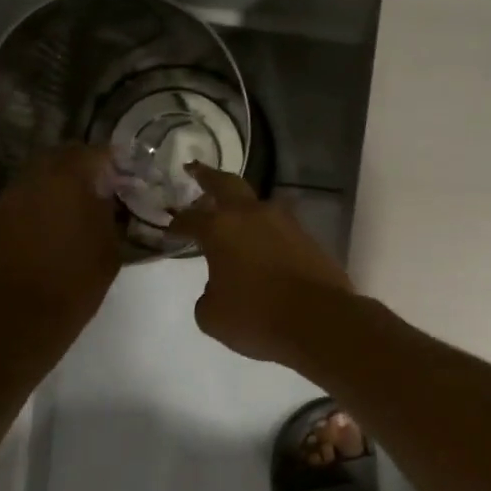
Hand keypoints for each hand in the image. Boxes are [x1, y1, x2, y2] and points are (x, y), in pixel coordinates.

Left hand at [0, 145, 122, 361]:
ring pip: (27, 186)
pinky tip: (34, 244)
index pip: (91, 153)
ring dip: (46, 194)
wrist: (19, 326)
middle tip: (93, 191)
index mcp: (64, 182)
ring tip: (62, 219)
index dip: (109, 162)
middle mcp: (27, 184)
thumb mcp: (109, 249)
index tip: (121, 175)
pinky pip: (8, 214)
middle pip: (54, 160)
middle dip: (75, 170)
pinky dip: (24, 220)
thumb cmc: (75, 286)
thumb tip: (105, 194)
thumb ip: (107, 212)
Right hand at [171, 164, 356, 365]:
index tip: (170, 228)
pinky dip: (266, 232)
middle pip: (226, 184)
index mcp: (221, 228)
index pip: (191, 218)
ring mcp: (286, 224)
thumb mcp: (212, 315)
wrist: (320, 321)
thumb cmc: (257, 316)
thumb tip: (219, 287)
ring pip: (258, 204)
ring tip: (233, 215)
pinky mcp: (309, 239)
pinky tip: (262, 246)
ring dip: (242, 206)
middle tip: (195, 168)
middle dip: (208, 176)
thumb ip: (208, 295)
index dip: (177, 223)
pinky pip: (279, 228)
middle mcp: (253, 216)